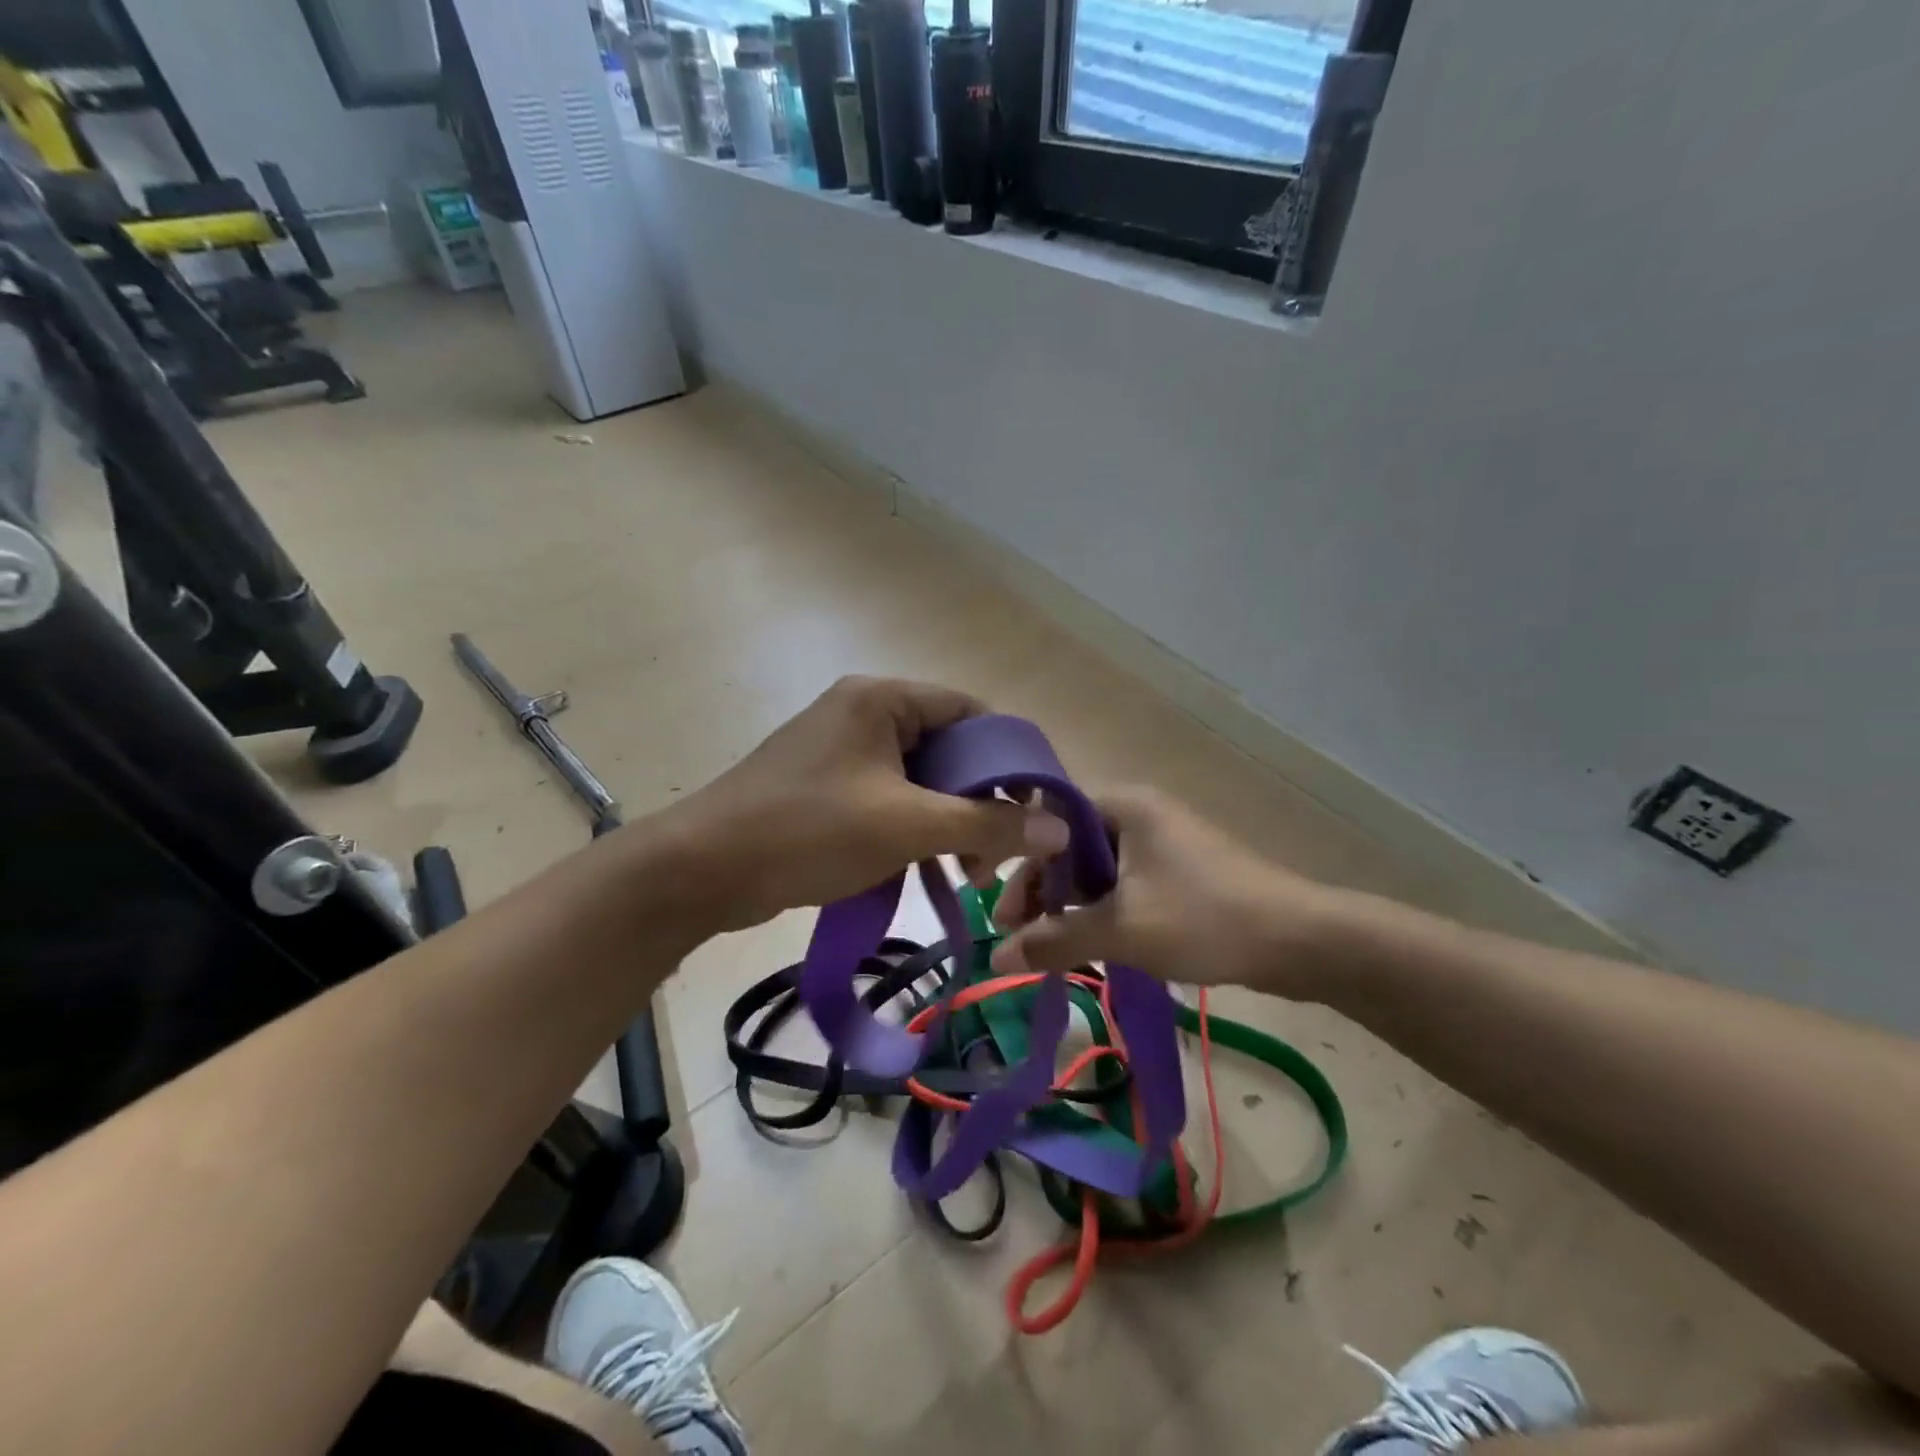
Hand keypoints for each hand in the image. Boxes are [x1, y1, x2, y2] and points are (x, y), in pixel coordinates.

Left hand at [673, 676, 1066, 931]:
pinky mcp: (826, 784)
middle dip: (978, 798)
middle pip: (948, 746)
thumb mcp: (906, 826)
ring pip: (920, 777)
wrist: (702, 869)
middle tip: (996, 853)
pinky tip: (927, 868)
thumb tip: (1058, 827)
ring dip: (948, 819)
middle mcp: (864, 712)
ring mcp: (842, 749)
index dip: (1008, 757)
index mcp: (882, 699)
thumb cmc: (808, 831)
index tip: (1033, 808)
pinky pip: (889, 797)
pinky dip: (914, 827)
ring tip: (966, 870)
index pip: (971, 712)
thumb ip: (986, 823)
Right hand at [988, 785, 1346, 995]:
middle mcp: (1140, 812)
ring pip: (1098, 865)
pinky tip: (1093, 940)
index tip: (1005, 910)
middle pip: (1071, 842)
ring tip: (1053, 944)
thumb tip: (996, 959)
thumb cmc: (1203, 919)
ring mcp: (1163, 840)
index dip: (1021, 859)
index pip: (1049, 816)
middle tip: (1021, 933)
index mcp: (1123, 805)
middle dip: (1043, 888)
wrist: (1301, 940)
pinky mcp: (1180, 869)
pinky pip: (1125, 880)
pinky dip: (1103, 906)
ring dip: (1072, 902)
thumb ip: (1055, 940)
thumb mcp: (1121, 930)